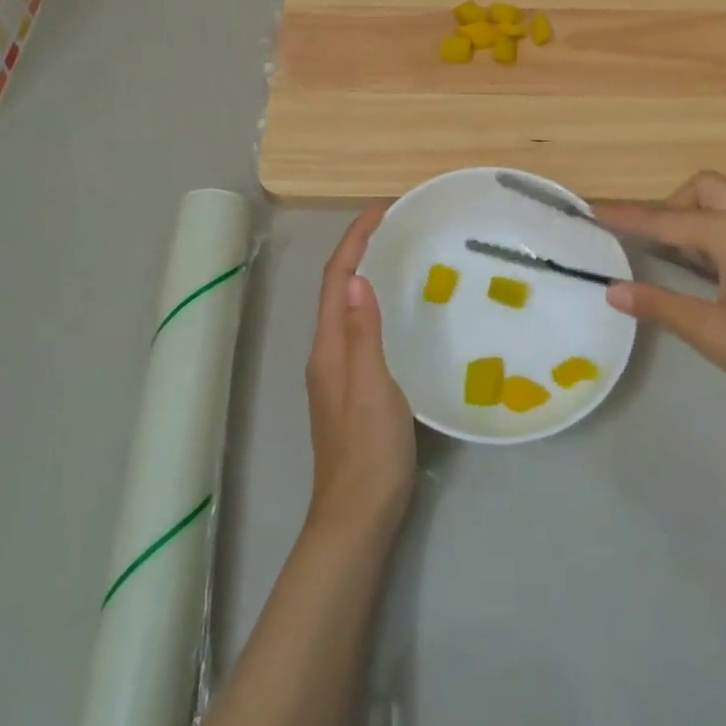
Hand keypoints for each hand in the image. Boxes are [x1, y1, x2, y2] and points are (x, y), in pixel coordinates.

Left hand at [304, 206, 415, 541]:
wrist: (358, 515)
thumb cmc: (369, 449)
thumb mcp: (372, 386)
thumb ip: (362, 332)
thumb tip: (354, 277)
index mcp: (329, 346)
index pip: (334, 279)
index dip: (354, 240)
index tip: (381, 210)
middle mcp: (327, 352)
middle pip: (336, 288)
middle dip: (359, 250)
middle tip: (395, 227)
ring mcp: (338, 372)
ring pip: (347, 308)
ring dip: (365, 274)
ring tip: (399, 255)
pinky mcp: (353, 388)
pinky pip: (359, 328)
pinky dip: (373, 304)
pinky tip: (398, 311)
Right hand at [596, 172, 725, 438]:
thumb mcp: (714, 335)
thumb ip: (661, 306)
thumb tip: (613, 289)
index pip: (668, 220)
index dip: (628, 217)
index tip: (593, 211)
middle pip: (704, 188)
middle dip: (671, 205)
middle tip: (652, 244)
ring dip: (698, 216)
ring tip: (680, 259)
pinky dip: (722, 229)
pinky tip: (719, 271)